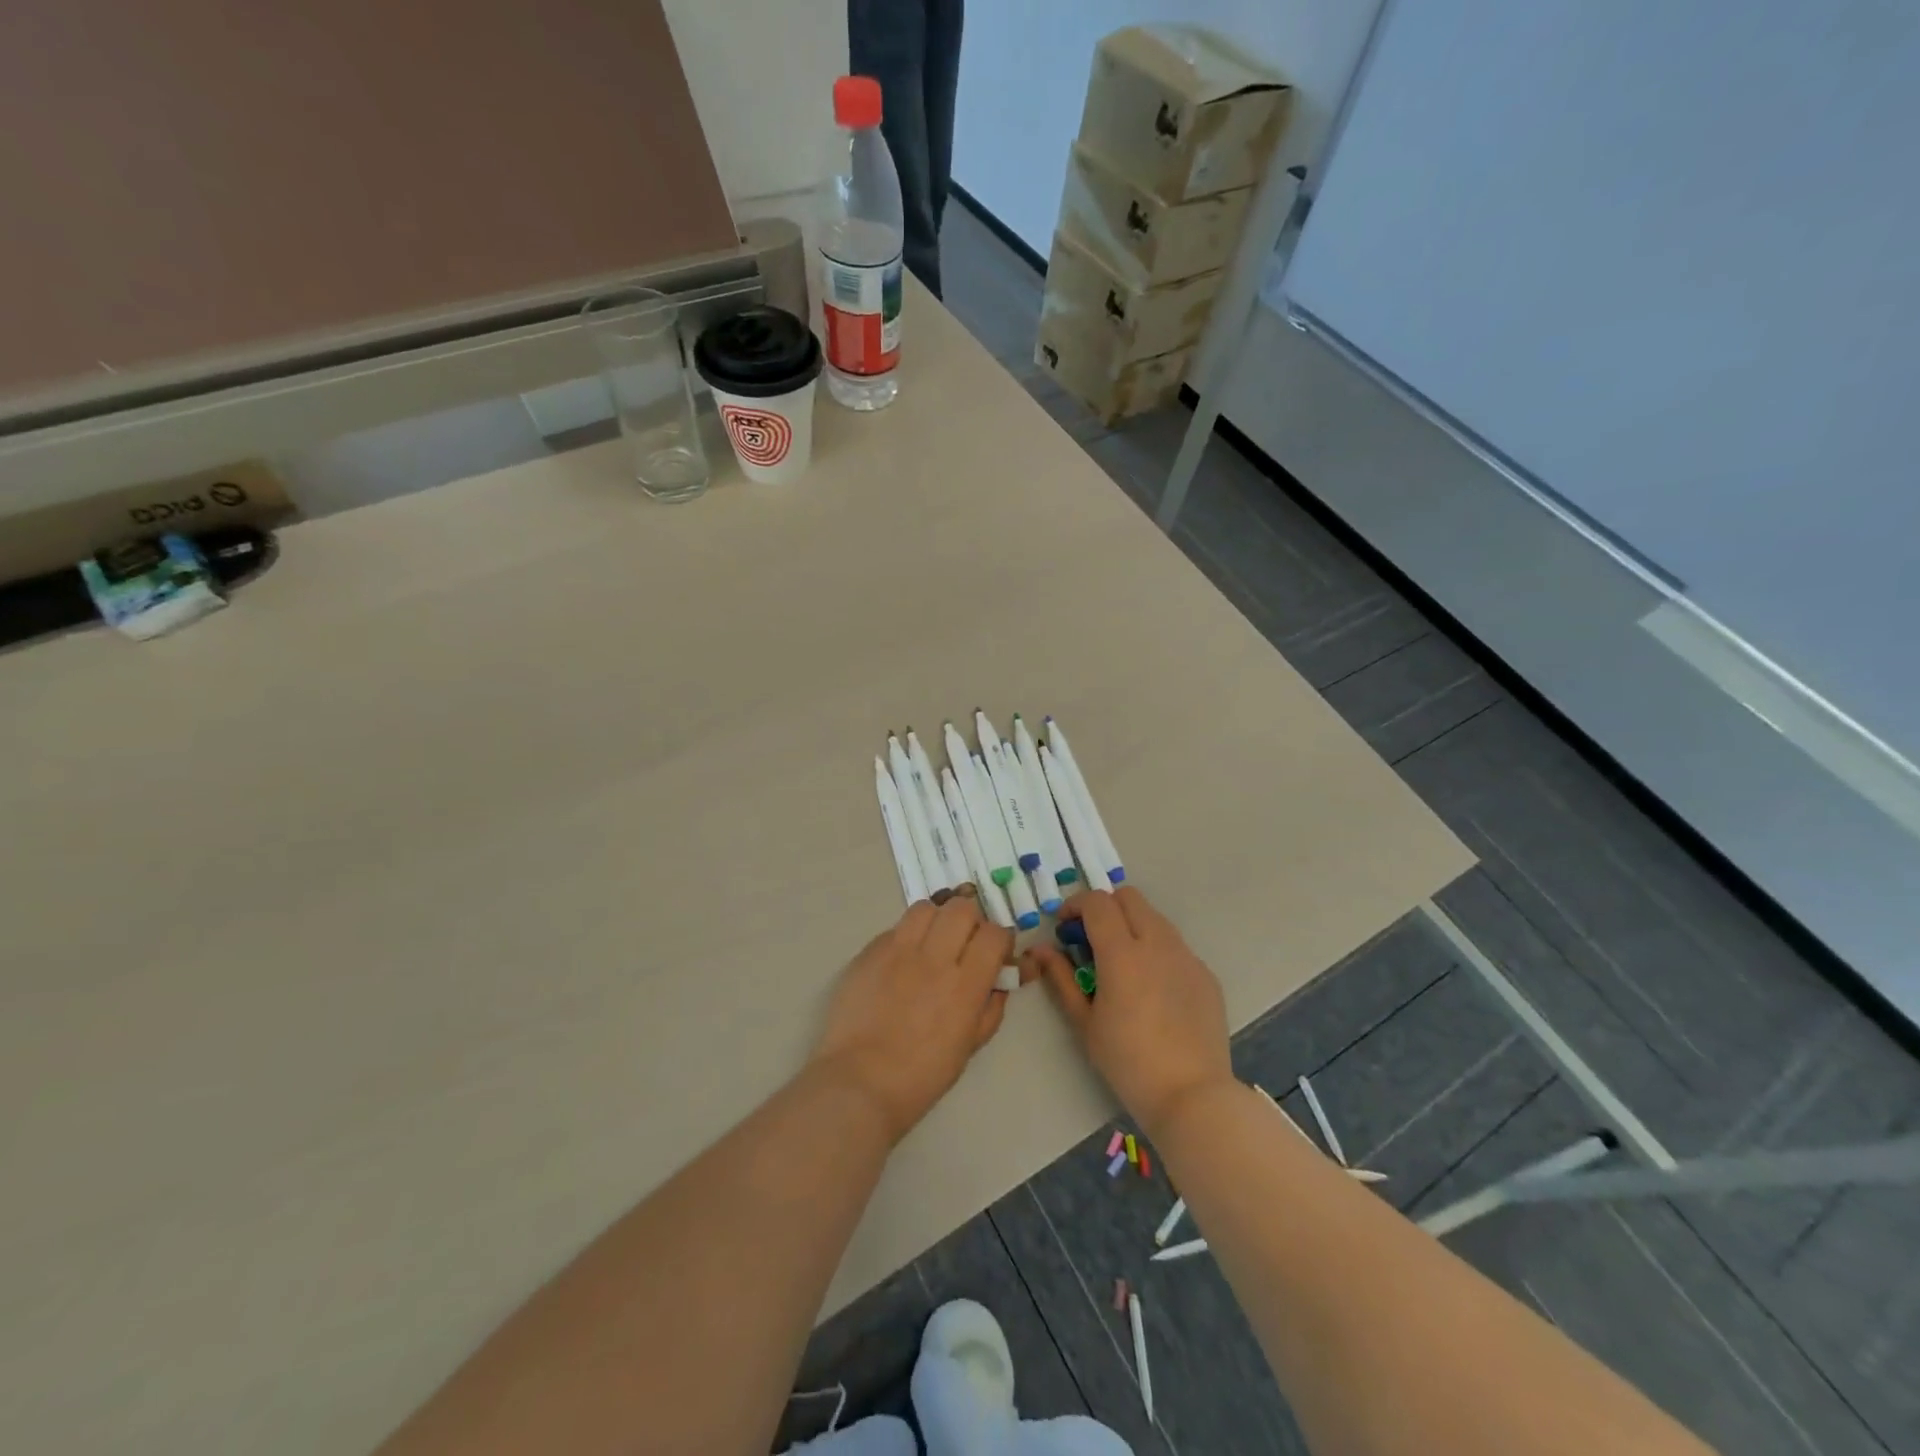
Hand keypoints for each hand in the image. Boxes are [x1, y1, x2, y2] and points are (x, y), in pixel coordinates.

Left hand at [810, 889, 1022, 1144]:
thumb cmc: (922, 1075)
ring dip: (936, 920)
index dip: (1000, 939)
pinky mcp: (868, 952)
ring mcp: (897, 951)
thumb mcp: (970, 1046)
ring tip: (931, 943)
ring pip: (925, 908)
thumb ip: (990, 1007)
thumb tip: (999, 980)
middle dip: (971, 921)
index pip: (995, 934)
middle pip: (962, 909)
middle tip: (964, 943)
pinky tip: (901, 962)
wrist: (860, 1082)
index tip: (995, 952)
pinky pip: (894, 929)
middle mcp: (934, 958)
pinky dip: (905, 937)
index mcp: (965, 985)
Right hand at [1022, 886, 1232, 1134]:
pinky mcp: (1205, 974)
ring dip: (1131, 924)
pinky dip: (1156, 950)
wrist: (1192, 1095)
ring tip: (1121, 962)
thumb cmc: (1128, 1062)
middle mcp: (1158, 943)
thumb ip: (1061, 979)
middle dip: (1105, 907)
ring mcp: (1187, 957)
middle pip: (1129, 897)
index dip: (1075, 905)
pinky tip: (1151, 987)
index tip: (1065, 927)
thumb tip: (1041, 950)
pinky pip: (1175, 946)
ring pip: (1155, 918)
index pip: (1097, 902)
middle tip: (1091, 937)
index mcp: (1123, 953)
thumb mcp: (1085, 1022)